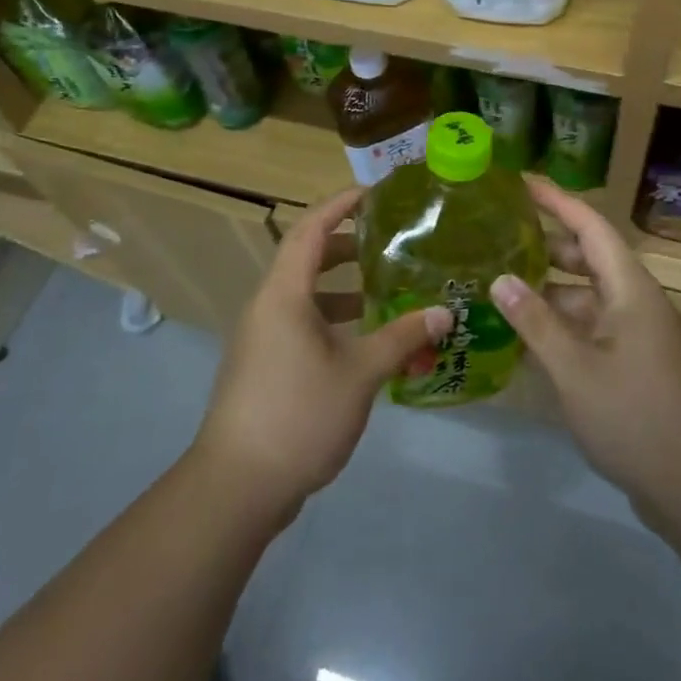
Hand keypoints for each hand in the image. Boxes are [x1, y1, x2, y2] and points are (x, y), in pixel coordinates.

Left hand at [195, 188, 449, 518]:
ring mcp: (262, 338)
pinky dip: (333, 319)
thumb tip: (444, 313)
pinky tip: (365, 343)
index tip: (375, 194)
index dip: (340, 204)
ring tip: (385, 291)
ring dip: (343, 287)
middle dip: (348, 245)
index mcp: (284, 294)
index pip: (310, 229)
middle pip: (306, 258)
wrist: (236, 486)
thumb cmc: (298, 415)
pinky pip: (301, 324)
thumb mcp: (360, 373)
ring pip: (305, 295)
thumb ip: (402, 338)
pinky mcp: (264, 365)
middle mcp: (267, 306)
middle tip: (389, 243)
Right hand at [491, 177, 680, 525]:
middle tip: (499, 232)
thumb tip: (499, 279)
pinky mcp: (631, 360)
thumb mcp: (575, 369)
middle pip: (587, 256)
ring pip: (586, 293)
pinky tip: (524, 331)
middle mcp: (634, 300)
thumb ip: (535, 322)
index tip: (521, 181)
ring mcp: (635, 332)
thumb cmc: (635, 417)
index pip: (590, 226)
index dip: (556, 200)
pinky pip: (589, 324)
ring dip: (548, 286)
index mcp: (629, 288)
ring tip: (500, 280)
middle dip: (546, 242)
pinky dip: (559, 321)